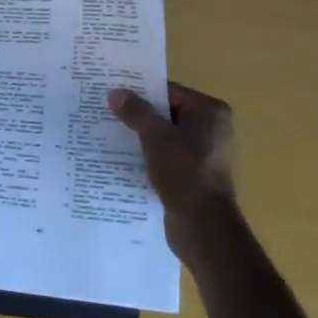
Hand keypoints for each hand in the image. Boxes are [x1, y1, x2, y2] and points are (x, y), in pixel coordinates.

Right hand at [109, 82, 236, 266]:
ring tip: (109, 132)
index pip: (169, 91)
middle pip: (167, 113)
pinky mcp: (193, 174)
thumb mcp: (155, 137)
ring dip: (141, 136)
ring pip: (165, 136)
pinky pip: (166, 156)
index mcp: (210, 112)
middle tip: (107, 110)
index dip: (141, 91)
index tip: (114, 92)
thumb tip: (115, 92)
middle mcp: (211, 129)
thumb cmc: (184, 173)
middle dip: (139, 114)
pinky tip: (123, 156)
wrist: (202, 227)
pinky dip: (148, 155)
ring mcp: (204, 153)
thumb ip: (136, 112)